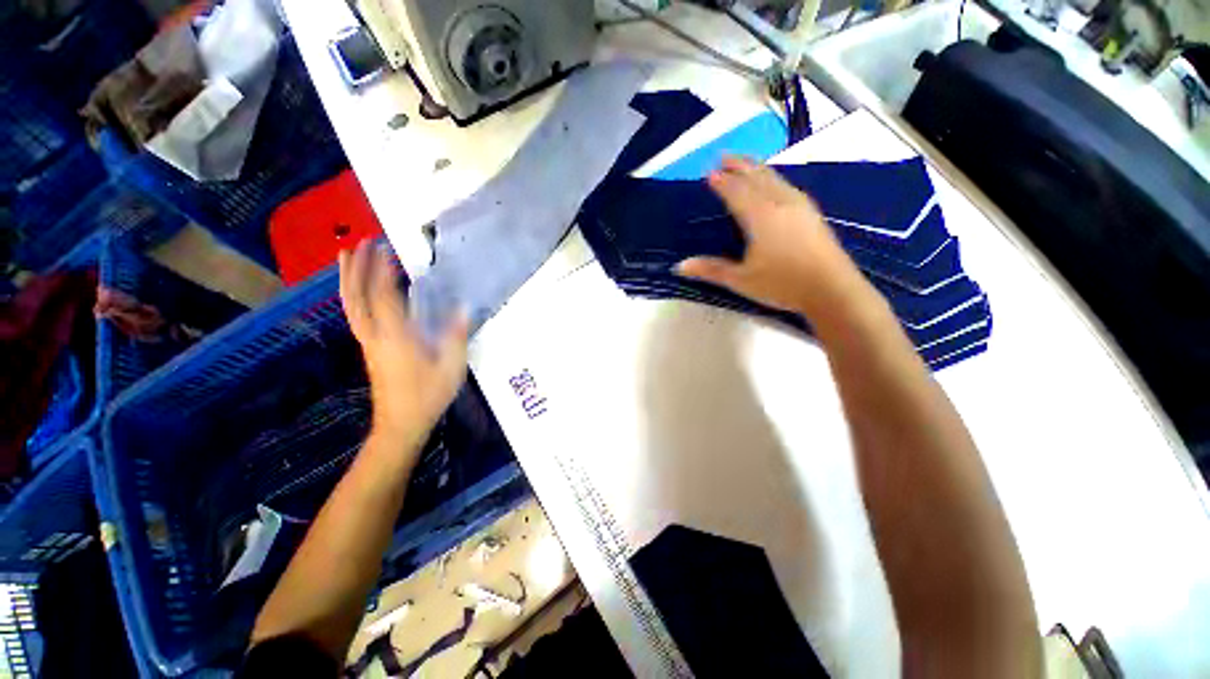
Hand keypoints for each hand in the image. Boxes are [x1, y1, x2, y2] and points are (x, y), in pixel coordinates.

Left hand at [339, 240, 468, 455]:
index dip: (381, 271)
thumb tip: (462, 308)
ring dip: (348, 279)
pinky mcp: (370, 349)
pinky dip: (353, 296)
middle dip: (357, 268)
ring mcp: (369, 343)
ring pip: (351, 306)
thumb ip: (455, 336)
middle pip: (358, 297)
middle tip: (361, 243)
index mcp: (396, 337)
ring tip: (346, 256)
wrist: (401, 423)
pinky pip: (356, 315)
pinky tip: (358, 289)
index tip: (385, 248)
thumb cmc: (428, 395)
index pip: (383, 296)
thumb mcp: (451, 367)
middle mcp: (376, 336)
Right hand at [675, 156, 861, 318]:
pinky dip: (773, 179)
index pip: (737, 192)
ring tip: (746, 164)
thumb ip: (711, 269)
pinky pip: (787, 186)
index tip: (710, 173)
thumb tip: (680, 266)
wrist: (832, 289)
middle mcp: (780, 203)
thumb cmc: (782, 283)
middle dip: (740, 165)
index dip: (722, 182)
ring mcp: (799, 206)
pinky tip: (775, 184)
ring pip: (775, 178)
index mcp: (760, 216)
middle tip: (724, 156)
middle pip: (757, 177)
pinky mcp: (811, 213)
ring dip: (757, 168)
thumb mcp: (741, 279)